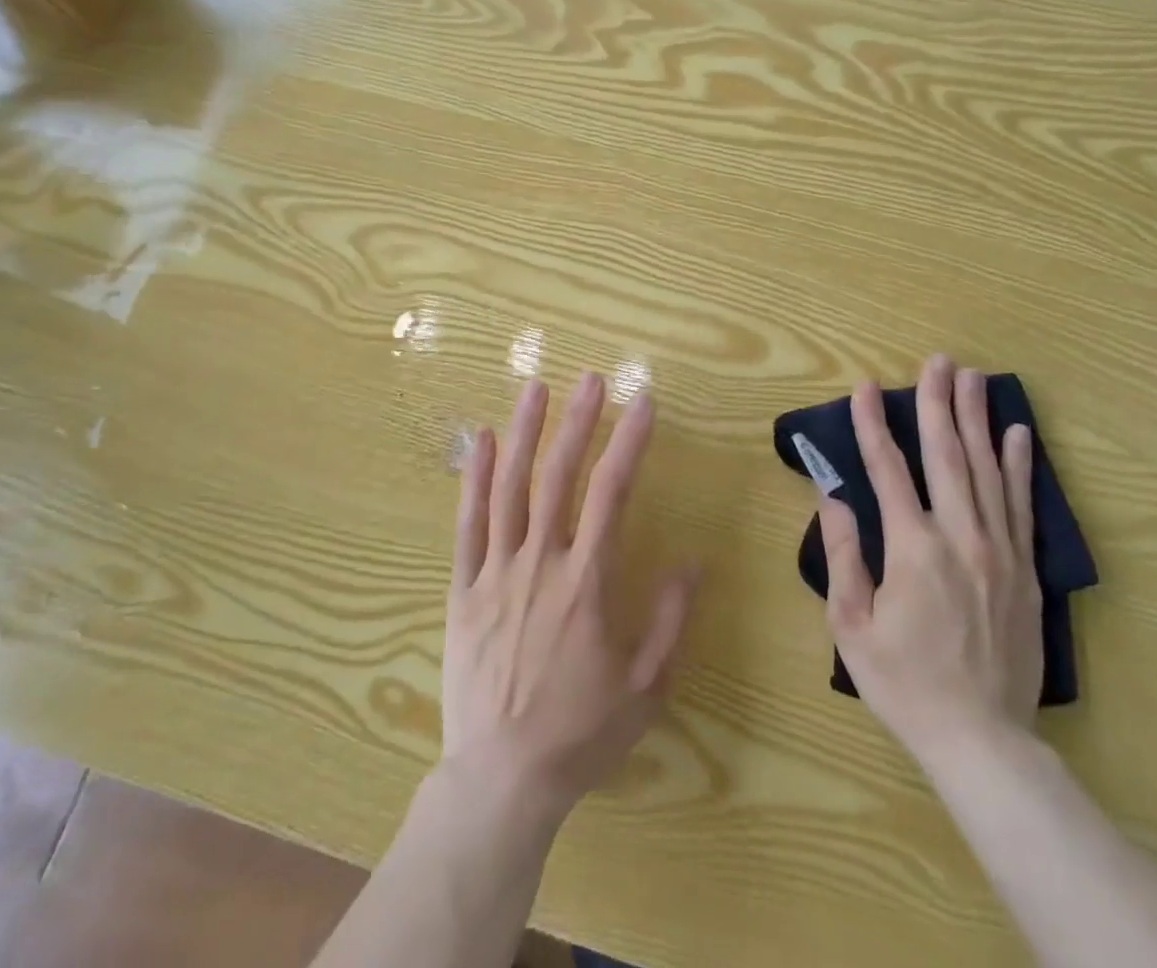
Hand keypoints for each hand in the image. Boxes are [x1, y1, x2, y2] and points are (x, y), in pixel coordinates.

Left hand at [443, 373, 699, 819]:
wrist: (502, 778)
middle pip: (559, 478)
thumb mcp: (645, 687)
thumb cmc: (580, 733)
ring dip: (526, 433)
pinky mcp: (463, 589)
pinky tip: (484, 441)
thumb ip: (669, 621)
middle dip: (578, 423)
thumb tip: (693, 562)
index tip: (643, 404)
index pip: (612, 495)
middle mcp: (541, 564)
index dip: (629, 444)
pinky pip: (468, 525)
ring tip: (536, 387)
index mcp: (586, 583)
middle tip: (590, 379)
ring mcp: (496, 573)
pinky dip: (475, 479)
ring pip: (511, 489)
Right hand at [818, 354, 1042, 767]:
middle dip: (939, 403)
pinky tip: (1016, 434)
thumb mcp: (851, 624)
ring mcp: (1000, 551)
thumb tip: (835, 497)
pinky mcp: (1025, 570)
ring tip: (974, 378)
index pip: (888, 470)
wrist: (982, 738)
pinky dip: (1018, 466)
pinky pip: (1021, 506)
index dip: (873, 425)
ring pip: (987, 470)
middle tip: (938, 361)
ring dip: (977, 420)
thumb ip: (843, 555)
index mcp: (913, 549)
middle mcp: (960, 537)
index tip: (865, 388)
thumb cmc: (903, 682)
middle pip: (947, 455)